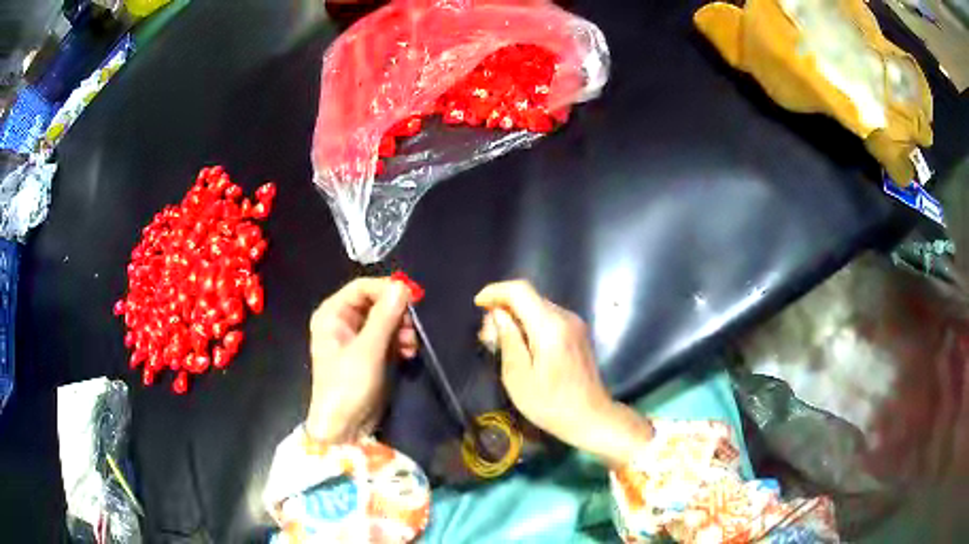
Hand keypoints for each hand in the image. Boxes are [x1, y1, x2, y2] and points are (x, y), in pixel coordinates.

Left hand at [306, 278, 415, 443]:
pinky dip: (399, 342)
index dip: (386, 289)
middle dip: (396, 313)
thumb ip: (384, 317)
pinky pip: (387, 337)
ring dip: (401, 329)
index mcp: (332, 314)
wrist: (344, 428)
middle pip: (375, 302)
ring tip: (411, 345)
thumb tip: (402, 286)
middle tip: (413, 328)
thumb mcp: (367, 350)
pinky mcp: (368, 354)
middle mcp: (342, 321)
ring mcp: (355, 338)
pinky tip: (409, 353)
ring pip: (384, 319)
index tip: (411, 300)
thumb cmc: (347, 386)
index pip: (362, 287)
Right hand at [475, 280, 652, 466]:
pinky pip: (548, 317)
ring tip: (501, 343)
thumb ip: (508, 340)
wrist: (590, 417)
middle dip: (503, 308)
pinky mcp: (578, 332)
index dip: (495, 292)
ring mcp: (575, 323)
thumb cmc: (550, 404)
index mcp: (550, 327)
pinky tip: (522, 346)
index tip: (478, 305)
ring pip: (538, 306)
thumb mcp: (518, 378)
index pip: (520, 290)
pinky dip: (530, 323)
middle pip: (529, 297)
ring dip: (516, 317)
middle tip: (488, 337)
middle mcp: (565, 317)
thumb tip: (498, 314)